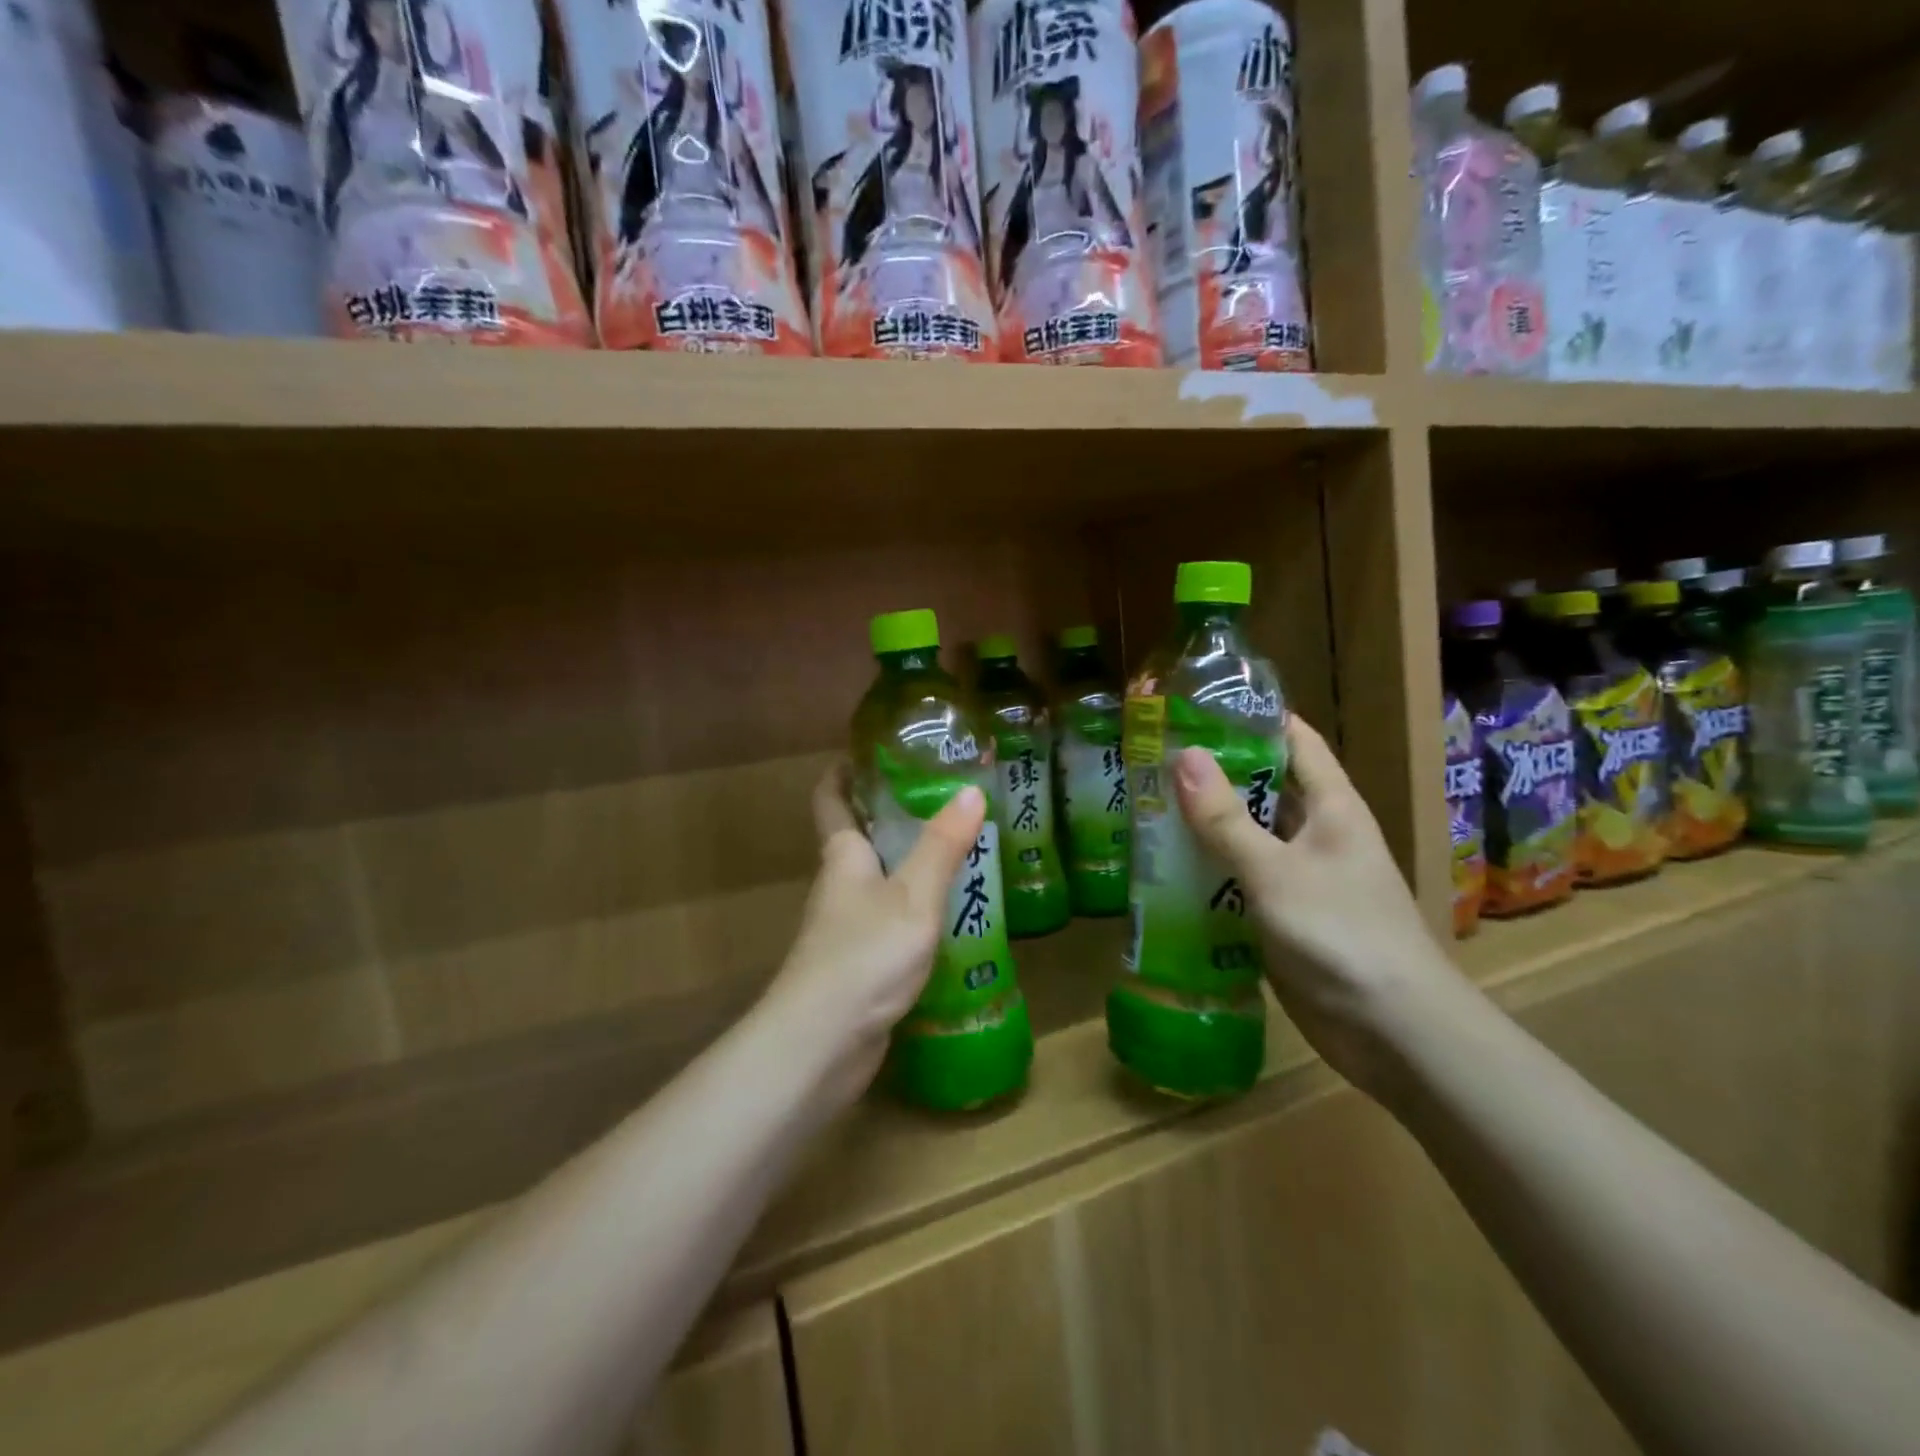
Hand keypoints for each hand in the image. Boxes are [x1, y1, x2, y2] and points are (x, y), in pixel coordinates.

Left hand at [759, 762, 985, 1108]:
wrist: (821, 1045)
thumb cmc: (864, 955)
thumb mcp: (913, 896)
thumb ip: (942, 847)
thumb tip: (971, 791)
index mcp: (842, 856)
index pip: (831, 798)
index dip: (844, 771)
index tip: (872, 751)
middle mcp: (839, 885)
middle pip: (858, 837)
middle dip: (892, 815)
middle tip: (943, 798)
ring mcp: (845, 929)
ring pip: (877, 882)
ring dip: (908, 864)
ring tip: (959, 850)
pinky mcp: (858, 965)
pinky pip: (888, 921)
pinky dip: (914, 909)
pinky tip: (950, 915)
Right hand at [1173, 716, 1462, 1096]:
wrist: (1393, 1032)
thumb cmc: (1340, 934)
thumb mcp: (1275, 871)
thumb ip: (1226, 819)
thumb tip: (1183, 756)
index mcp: (1332, 807)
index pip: (1293, 740)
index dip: (1251, 718)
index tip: (1194, 707)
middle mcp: (1318, 834)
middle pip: (1264, 787)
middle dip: (1214, 773)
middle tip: (1150, 760)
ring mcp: (1301, 877)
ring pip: (1248, 836)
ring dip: (1206, 825)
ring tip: (1145, 807)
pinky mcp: (1285, 917)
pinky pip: (1241, 881)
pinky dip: (1209, 872)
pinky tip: (1165, 870)